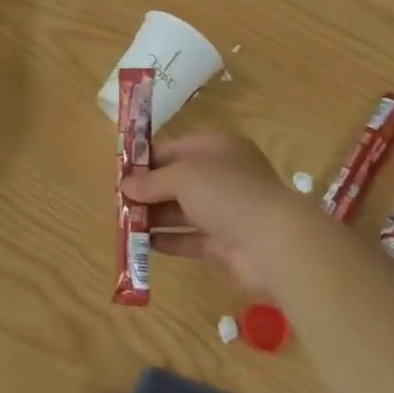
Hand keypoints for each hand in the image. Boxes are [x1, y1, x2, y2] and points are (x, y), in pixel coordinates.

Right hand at [122, 133, 301, 290]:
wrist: (272, 241)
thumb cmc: (225, 192)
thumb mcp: (182, 176)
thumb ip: (151, 181)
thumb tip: (125, 185)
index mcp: (219, 149)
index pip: (177, 148)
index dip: (149, 158)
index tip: (122, 171)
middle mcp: (225, 176)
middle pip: (180, 180)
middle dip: (150, 190)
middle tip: (120, 200)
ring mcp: (228, 211)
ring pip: (184, 210)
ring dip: (156, 216)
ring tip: (126, 223)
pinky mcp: (227, 243)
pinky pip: (192, 238)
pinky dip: (170, 240)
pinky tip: (146, 244)